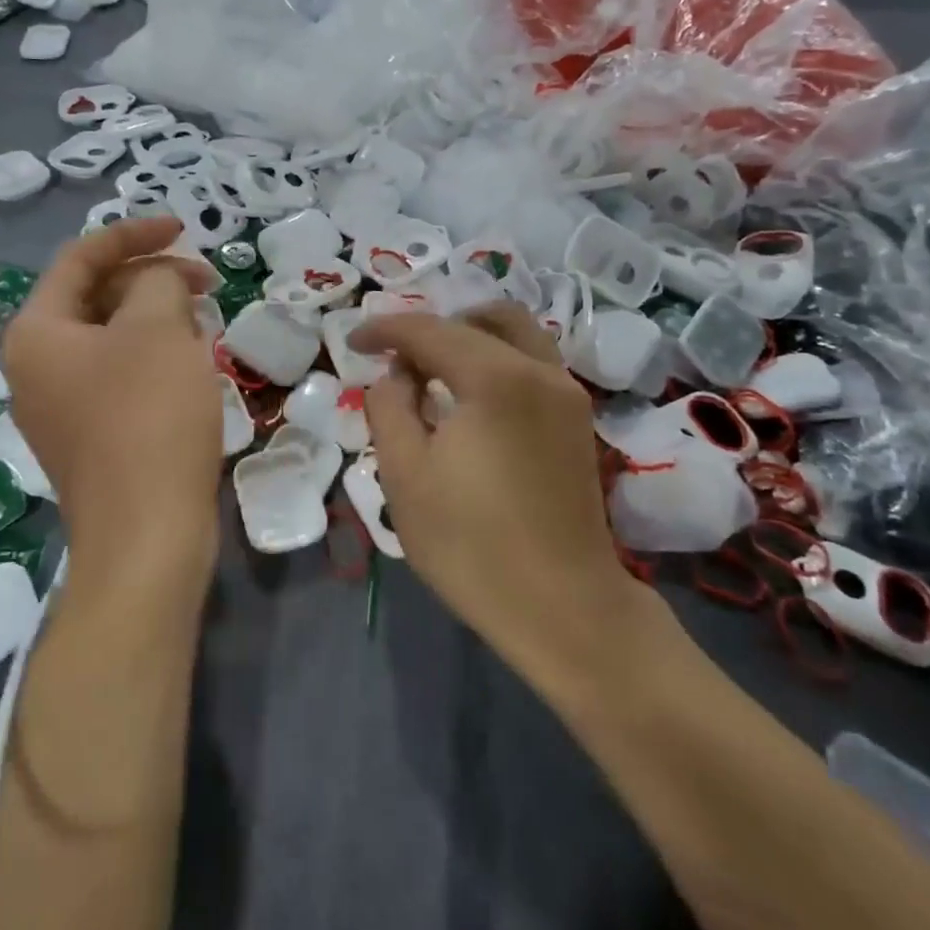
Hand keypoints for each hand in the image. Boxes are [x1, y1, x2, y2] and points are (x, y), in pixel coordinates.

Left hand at [2, 218, 222, 601]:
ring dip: (157, 317)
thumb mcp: (157, 328)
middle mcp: (35, 366)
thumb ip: (157, 280)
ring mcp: (60, 406)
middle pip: (95, 296)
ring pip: (112, 337)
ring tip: (203, 320)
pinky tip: (192, 363)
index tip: (183, 227)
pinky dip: (154, 356)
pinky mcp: (90, 436)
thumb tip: (158, 281)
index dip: (134, 233)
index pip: (80, 258)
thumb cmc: (147, 417)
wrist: (147, 536)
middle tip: (206, 280)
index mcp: (36, 332)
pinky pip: (120, 375)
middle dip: (151, 278)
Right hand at [352, 304, 645, 689]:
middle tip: (397, 358)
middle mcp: (540, 371)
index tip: (352, 342)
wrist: (564, 609)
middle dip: (431, 328)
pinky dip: (496, 357)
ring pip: (516, 332)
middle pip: (480, 319)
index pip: (430, 330)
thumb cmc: (472, 545)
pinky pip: (532, 361)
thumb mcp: (404, 475)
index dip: (385, 329)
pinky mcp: (577, 419)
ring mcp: (567, 393)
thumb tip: (398, 375)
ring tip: (432, 370)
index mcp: (496, 378)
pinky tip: (470, 396)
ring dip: (470, 335)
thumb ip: (389, 407)